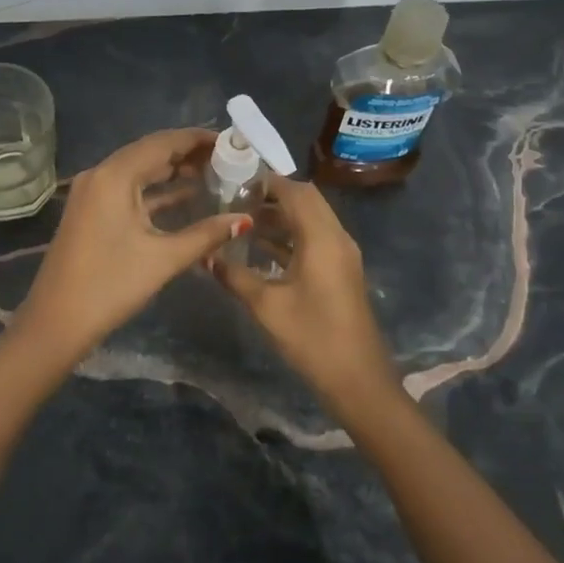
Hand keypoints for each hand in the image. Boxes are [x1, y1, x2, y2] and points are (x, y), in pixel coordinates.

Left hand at [15, 129, 251, 360]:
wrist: (56, 322)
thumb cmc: (110, 285)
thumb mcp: (163, 258)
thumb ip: (206, 234)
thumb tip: (245, 219)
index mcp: (114, 176)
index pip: (162, 142)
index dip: (197, 139)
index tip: (231, 140)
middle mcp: (100, 175)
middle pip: (150, 152)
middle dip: (188, 154)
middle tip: (228, 157)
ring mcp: (92, 193)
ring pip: (139, 171)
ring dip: (173, 172)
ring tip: (214, 173)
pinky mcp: (91, 212)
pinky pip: (128, 189)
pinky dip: (156, 191)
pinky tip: (185, 197)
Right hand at [211, 177, 396, 414]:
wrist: (357, 379)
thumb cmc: (312, 337)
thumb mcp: (266, 306)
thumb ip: (234, 275)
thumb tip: (206, 255)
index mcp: (322, 238)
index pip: (295, 192)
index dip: (266, 183)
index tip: (234, 184)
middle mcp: (337, 237)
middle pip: (306, 200)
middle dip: (273, 196)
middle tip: (237, 202)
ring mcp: (342, 255)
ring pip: (312, 220)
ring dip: (282, 217)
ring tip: (243, 223)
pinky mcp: (341, 271)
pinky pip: (315, 239)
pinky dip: (291, 236)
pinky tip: (261, 250)